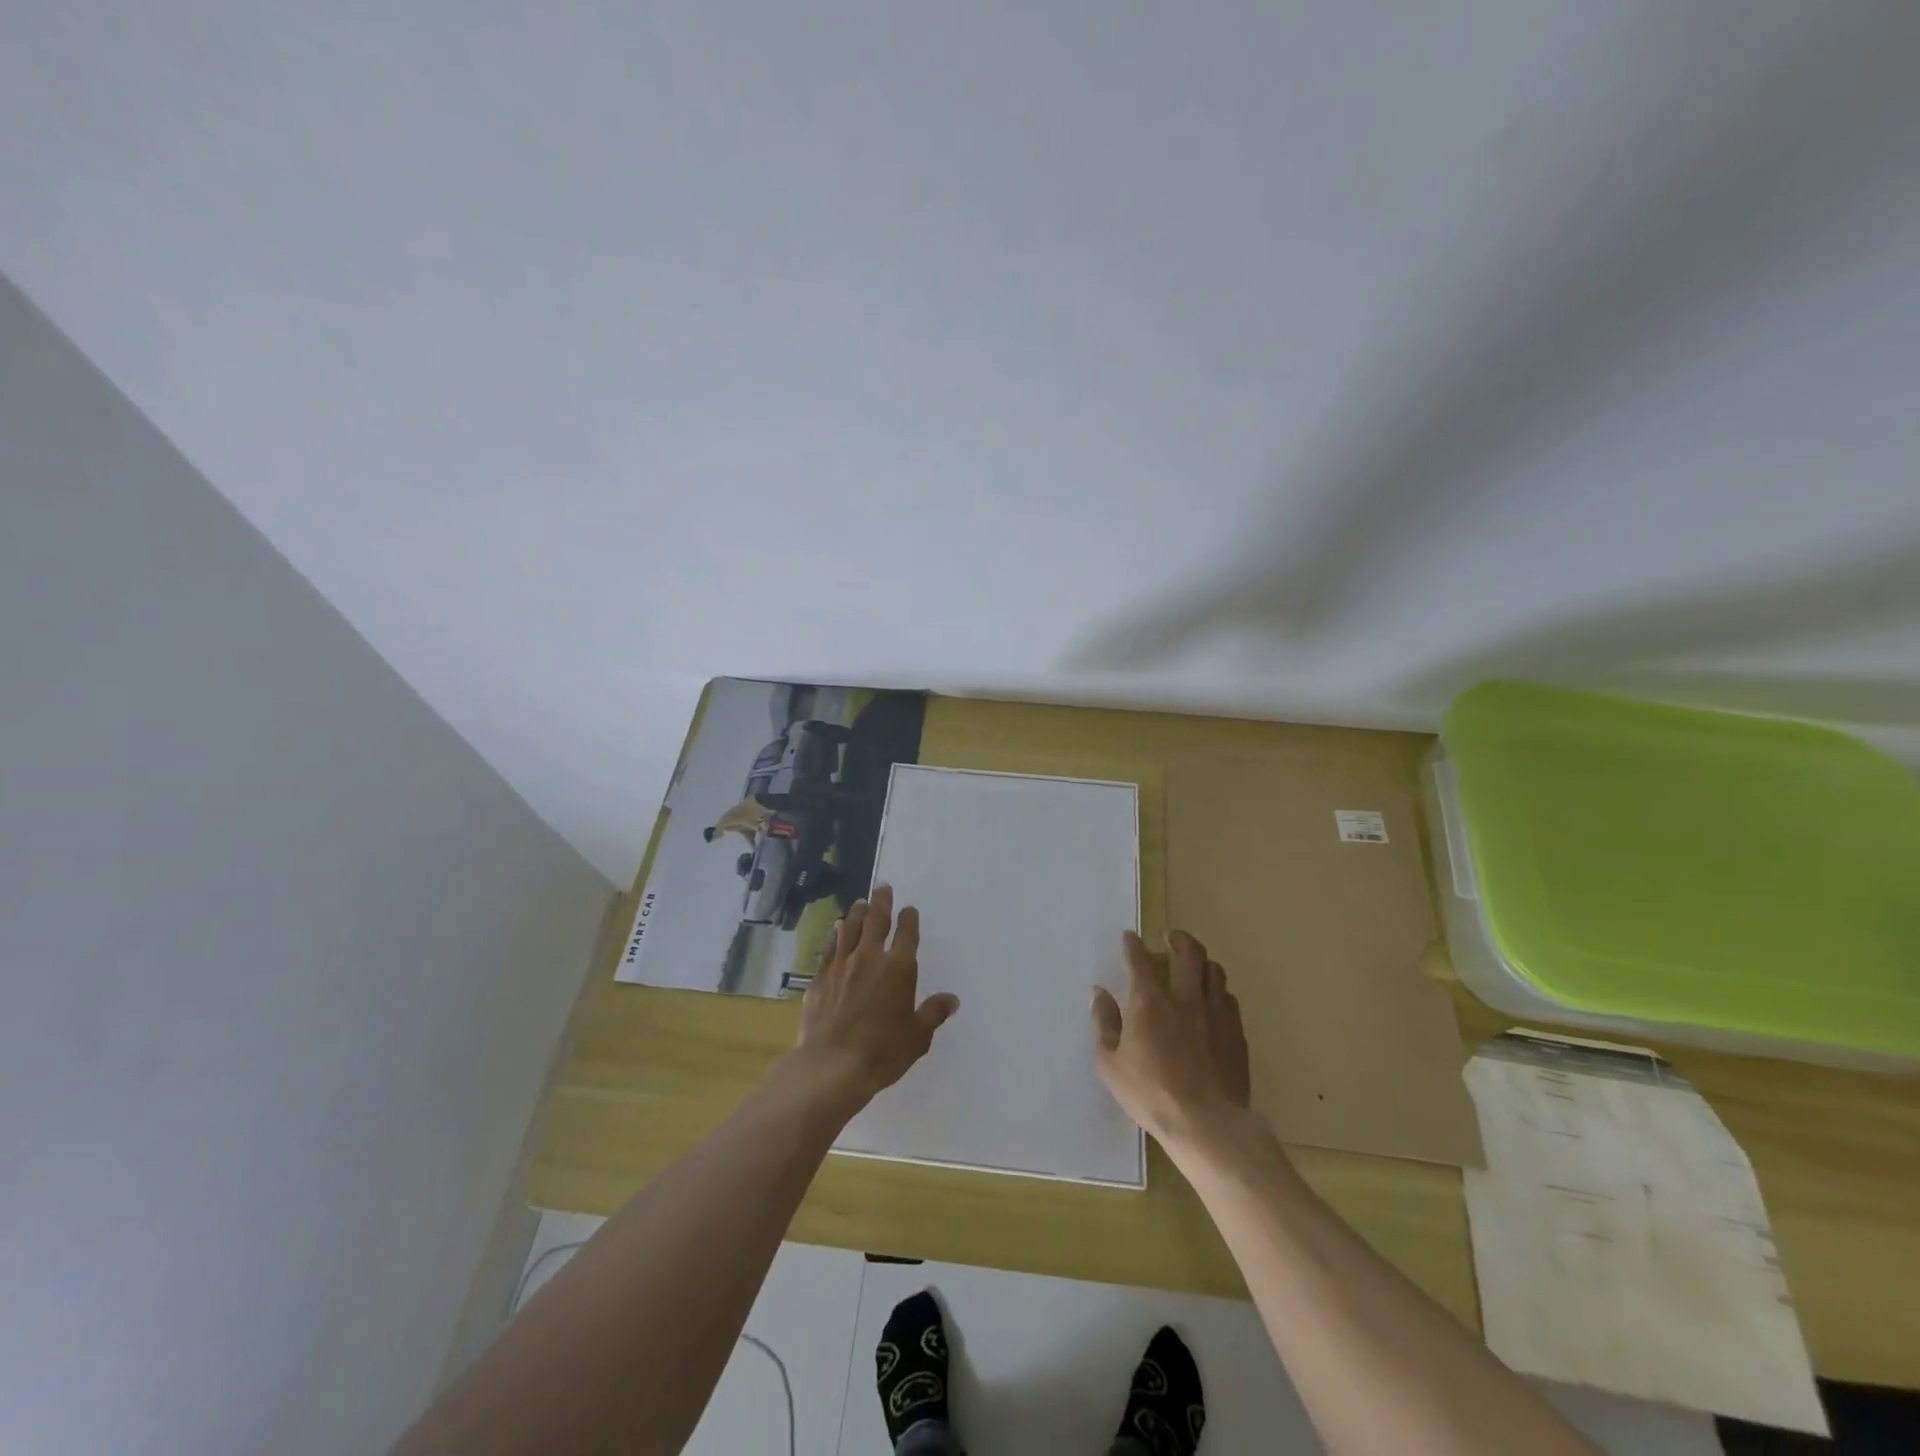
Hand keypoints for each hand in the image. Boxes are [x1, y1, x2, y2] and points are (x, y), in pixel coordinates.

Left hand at [796, 884, 958, 1109]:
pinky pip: (830, 948)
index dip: (909, 919)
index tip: (909, 909)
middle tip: (883, 887)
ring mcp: (841, 965)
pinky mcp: (820, 978)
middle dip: (881, 902)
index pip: (907, 934)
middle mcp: (870, 958)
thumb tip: (951, 999)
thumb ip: (933, 1013)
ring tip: (860, 903)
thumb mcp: (918, 1036)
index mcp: (898, 968)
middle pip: (876, 920)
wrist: (831, 1065)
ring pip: (850, 929)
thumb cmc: (882, 1051)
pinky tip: (836, 932)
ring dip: (857, 913)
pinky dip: (836, 936)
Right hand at [1091, 929, 1251, 1149]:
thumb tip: (1099, 993)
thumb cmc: (1151, 1094)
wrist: (1207, 1124)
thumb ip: (1104, 1024)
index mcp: (1150, 1001)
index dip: (1133, 945)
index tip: (1129, 937)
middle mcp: (1185, 997)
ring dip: (1201, 962)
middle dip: (1178, 939)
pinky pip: (1229, 998)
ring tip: (1194, 966)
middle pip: (1188, 952)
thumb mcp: (1110, 1064)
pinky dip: (1218, 991)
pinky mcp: (1236, 1032)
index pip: (1140, 959)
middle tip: (1171, 938)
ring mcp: (1215, 1013)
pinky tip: (1213, 1001)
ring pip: (1214, 971)